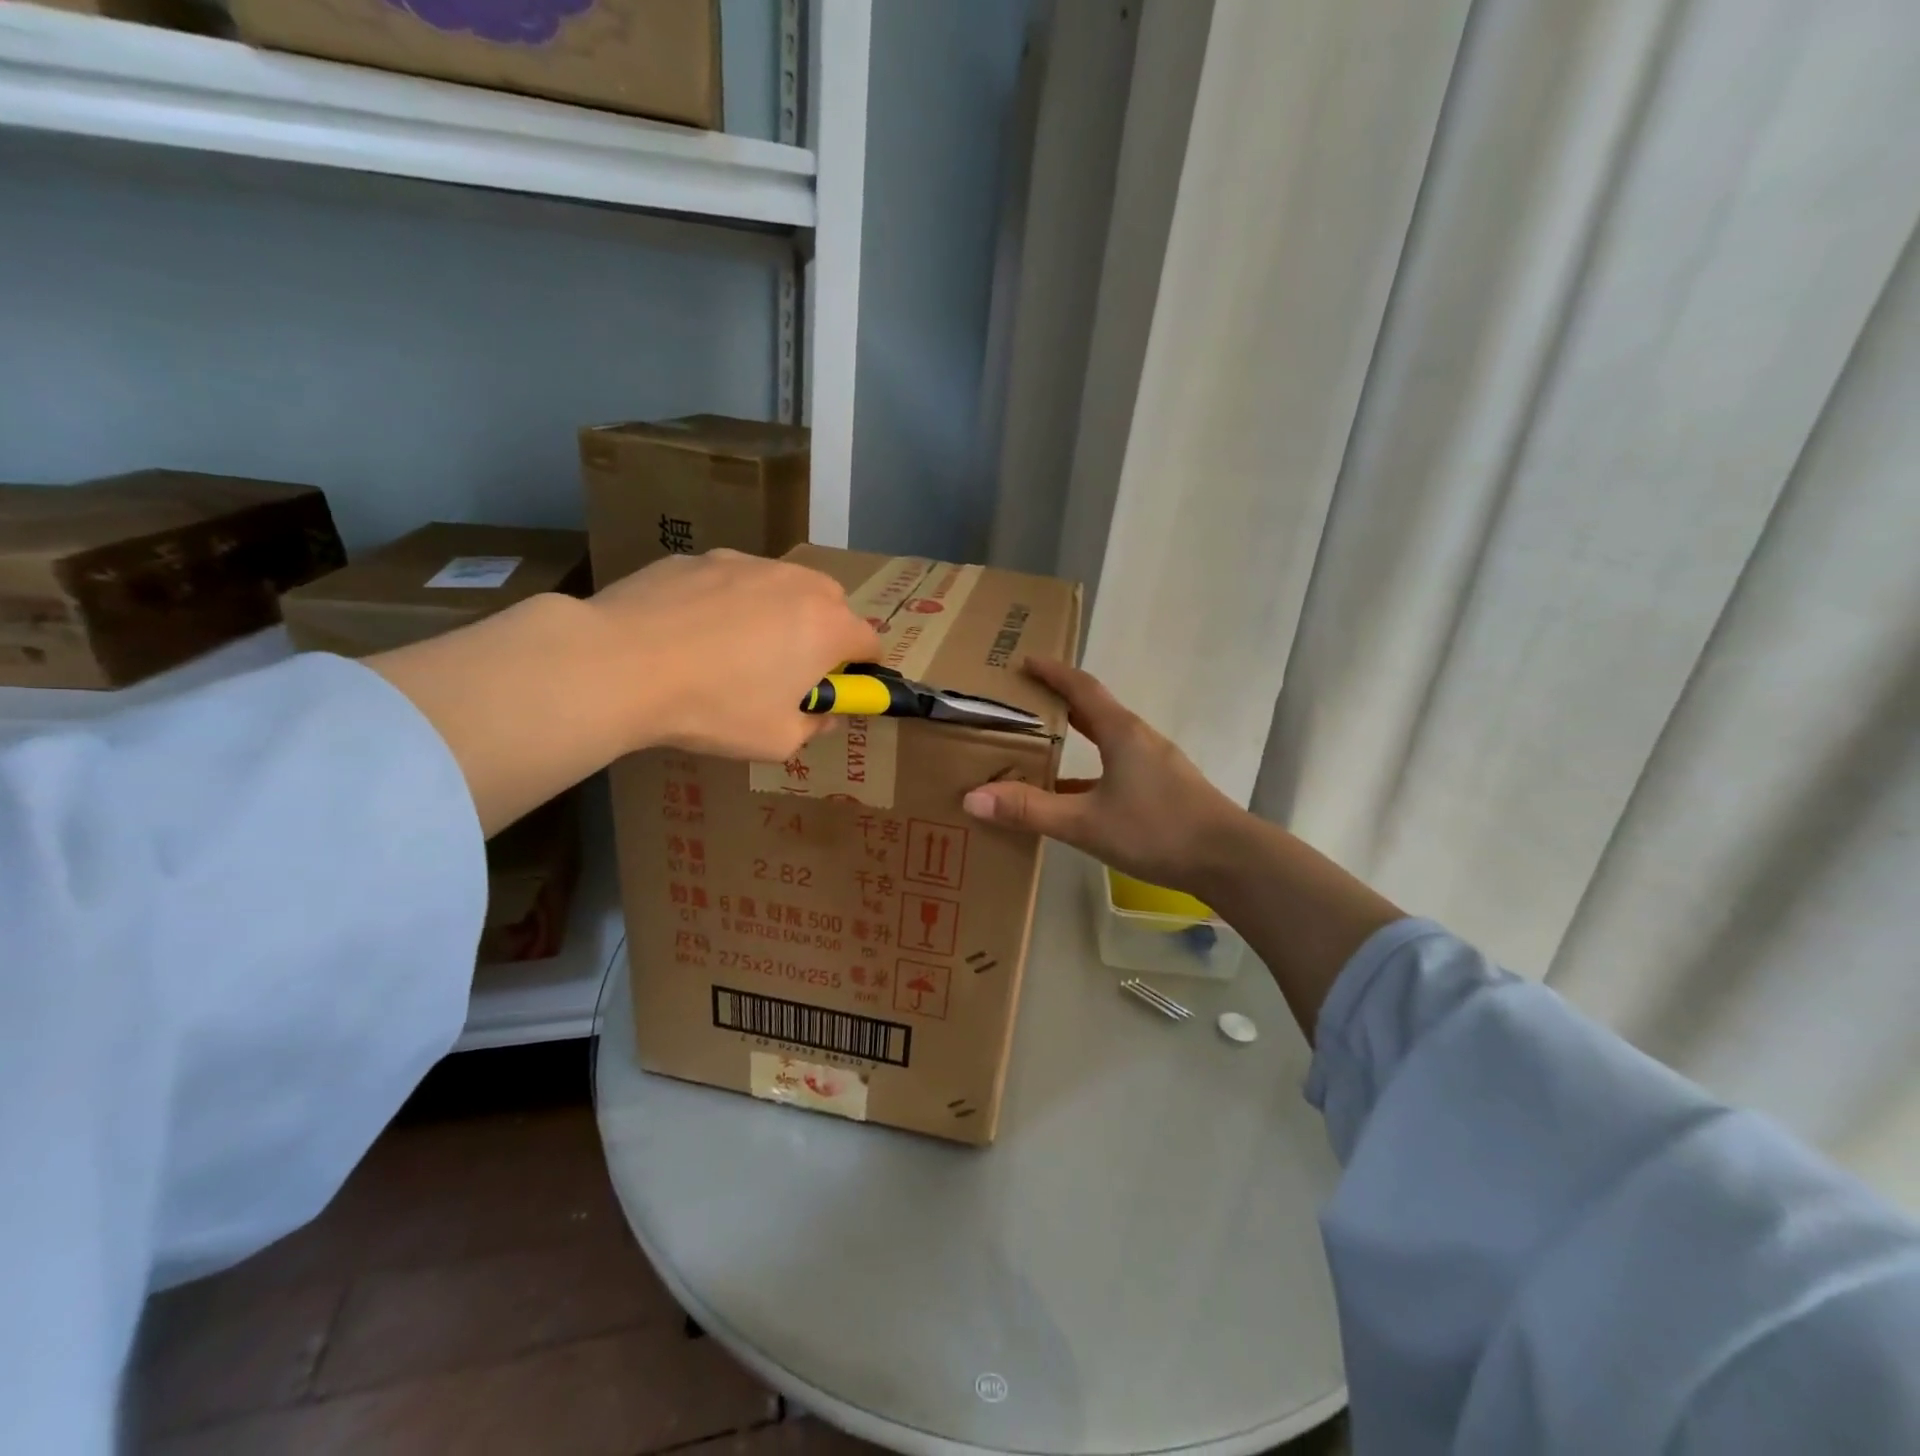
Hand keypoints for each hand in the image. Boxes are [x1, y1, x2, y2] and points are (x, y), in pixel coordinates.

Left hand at [590, 549, 879, 761]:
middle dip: (824, 632)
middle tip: (791, 667)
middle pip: (832, 603)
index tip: (841, 688)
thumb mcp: (777, 741)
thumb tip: (823, 713)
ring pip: (780, 585)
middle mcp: (796, 584)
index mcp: (827, 627)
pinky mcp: (697, 558)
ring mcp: (744, 563)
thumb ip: (814, 726)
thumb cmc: (714, 708)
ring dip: (778, 612)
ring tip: (734, 648)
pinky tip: (689, 633)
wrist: (620, 664)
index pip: (870, 642)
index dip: (862, 669)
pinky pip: (729, 580)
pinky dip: (726, 602)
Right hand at [960, 658, 1245, 896]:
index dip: (1052, 672)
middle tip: (1023, 701)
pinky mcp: (1164, 788)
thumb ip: (1030, 810)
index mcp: (1121, 732)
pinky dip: (1090, 770)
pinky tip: (1074, 795)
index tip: (1024, 662)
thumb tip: (972, 798)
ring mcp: (1155, 763)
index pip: (1081, 687)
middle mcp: (1139, 739)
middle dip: (1059, 701)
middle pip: (1094, 709)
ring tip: (1041, 746)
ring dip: (1075, 737)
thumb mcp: (1086, 822)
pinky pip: (1117, 766)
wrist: (1229, 860)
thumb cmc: (1157, 830)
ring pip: (1107, 739)